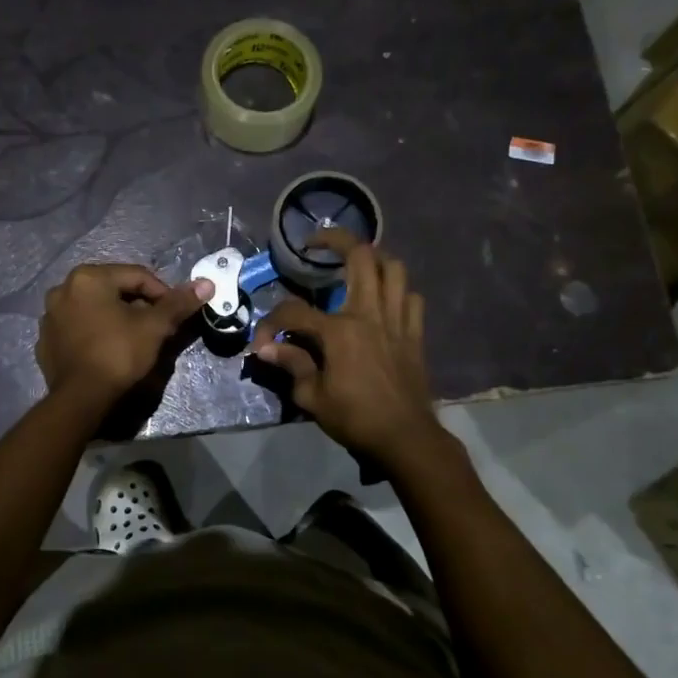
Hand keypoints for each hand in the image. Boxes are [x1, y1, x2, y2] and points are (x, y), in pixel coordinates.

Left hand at [37, 264, 212, 412]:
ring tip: (133, 340)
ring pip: (94, 309)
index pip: (137, 276)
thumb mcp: (154, 327)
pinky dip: (94, 333)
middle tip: (156, 328)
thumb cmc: (118, 354)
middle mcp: (63, 289)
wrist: (81, 399)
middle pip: (114, 290)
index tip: (175, 315)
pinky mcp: (45, 341)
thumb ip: (178, 303)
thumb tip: (206, 284)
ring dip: (115, 318)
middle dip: (138, 306)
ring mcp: (49, 316)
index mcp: (88, 277)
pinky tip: (107, 351)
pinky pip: (78, 328)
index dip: (162, 293)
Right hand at [250, 229, 445, 468]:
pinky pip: (411, 297)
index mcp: (339, 331)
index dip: (272, 322)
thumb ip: (292, 365)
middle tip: (317, 243)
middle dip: (336, 240)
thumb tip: (268, 349)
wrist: (405, 437)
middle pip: (360, 256)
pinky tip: (384, 300)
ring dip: (374, 259)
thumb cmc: (355, 418)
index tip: (263, 342)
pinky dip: (398, 291)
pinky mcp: (414, 333)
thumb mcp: (313, 397)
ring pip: (394, 268)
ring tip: (356, 264)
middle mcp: (369, 314)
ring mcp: (396, 320)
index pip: (294, 311)